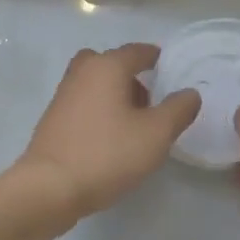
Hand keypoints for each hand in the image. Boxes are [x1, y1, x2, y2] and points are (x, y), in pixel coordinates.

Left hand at [16, 44, 201, 222]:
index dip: (157, 58)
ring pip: (95, 85)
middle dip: (132, 77)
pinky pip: (83, 105)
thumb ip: (178, 110)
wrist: (49, 188)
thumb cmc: (107, 154)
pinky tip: (110, 140)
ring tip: (134, 126)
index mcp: (107, 66)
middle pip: (111, 64)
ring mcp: (62, 96)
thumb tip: (190, 93)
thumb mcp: (156, 134)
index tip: (171, 70)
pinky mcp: (52, 121)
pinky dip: (99, 112)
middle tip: (150, 102)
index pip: (138, 51)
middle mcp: (81, 73)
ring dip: (115, 96)